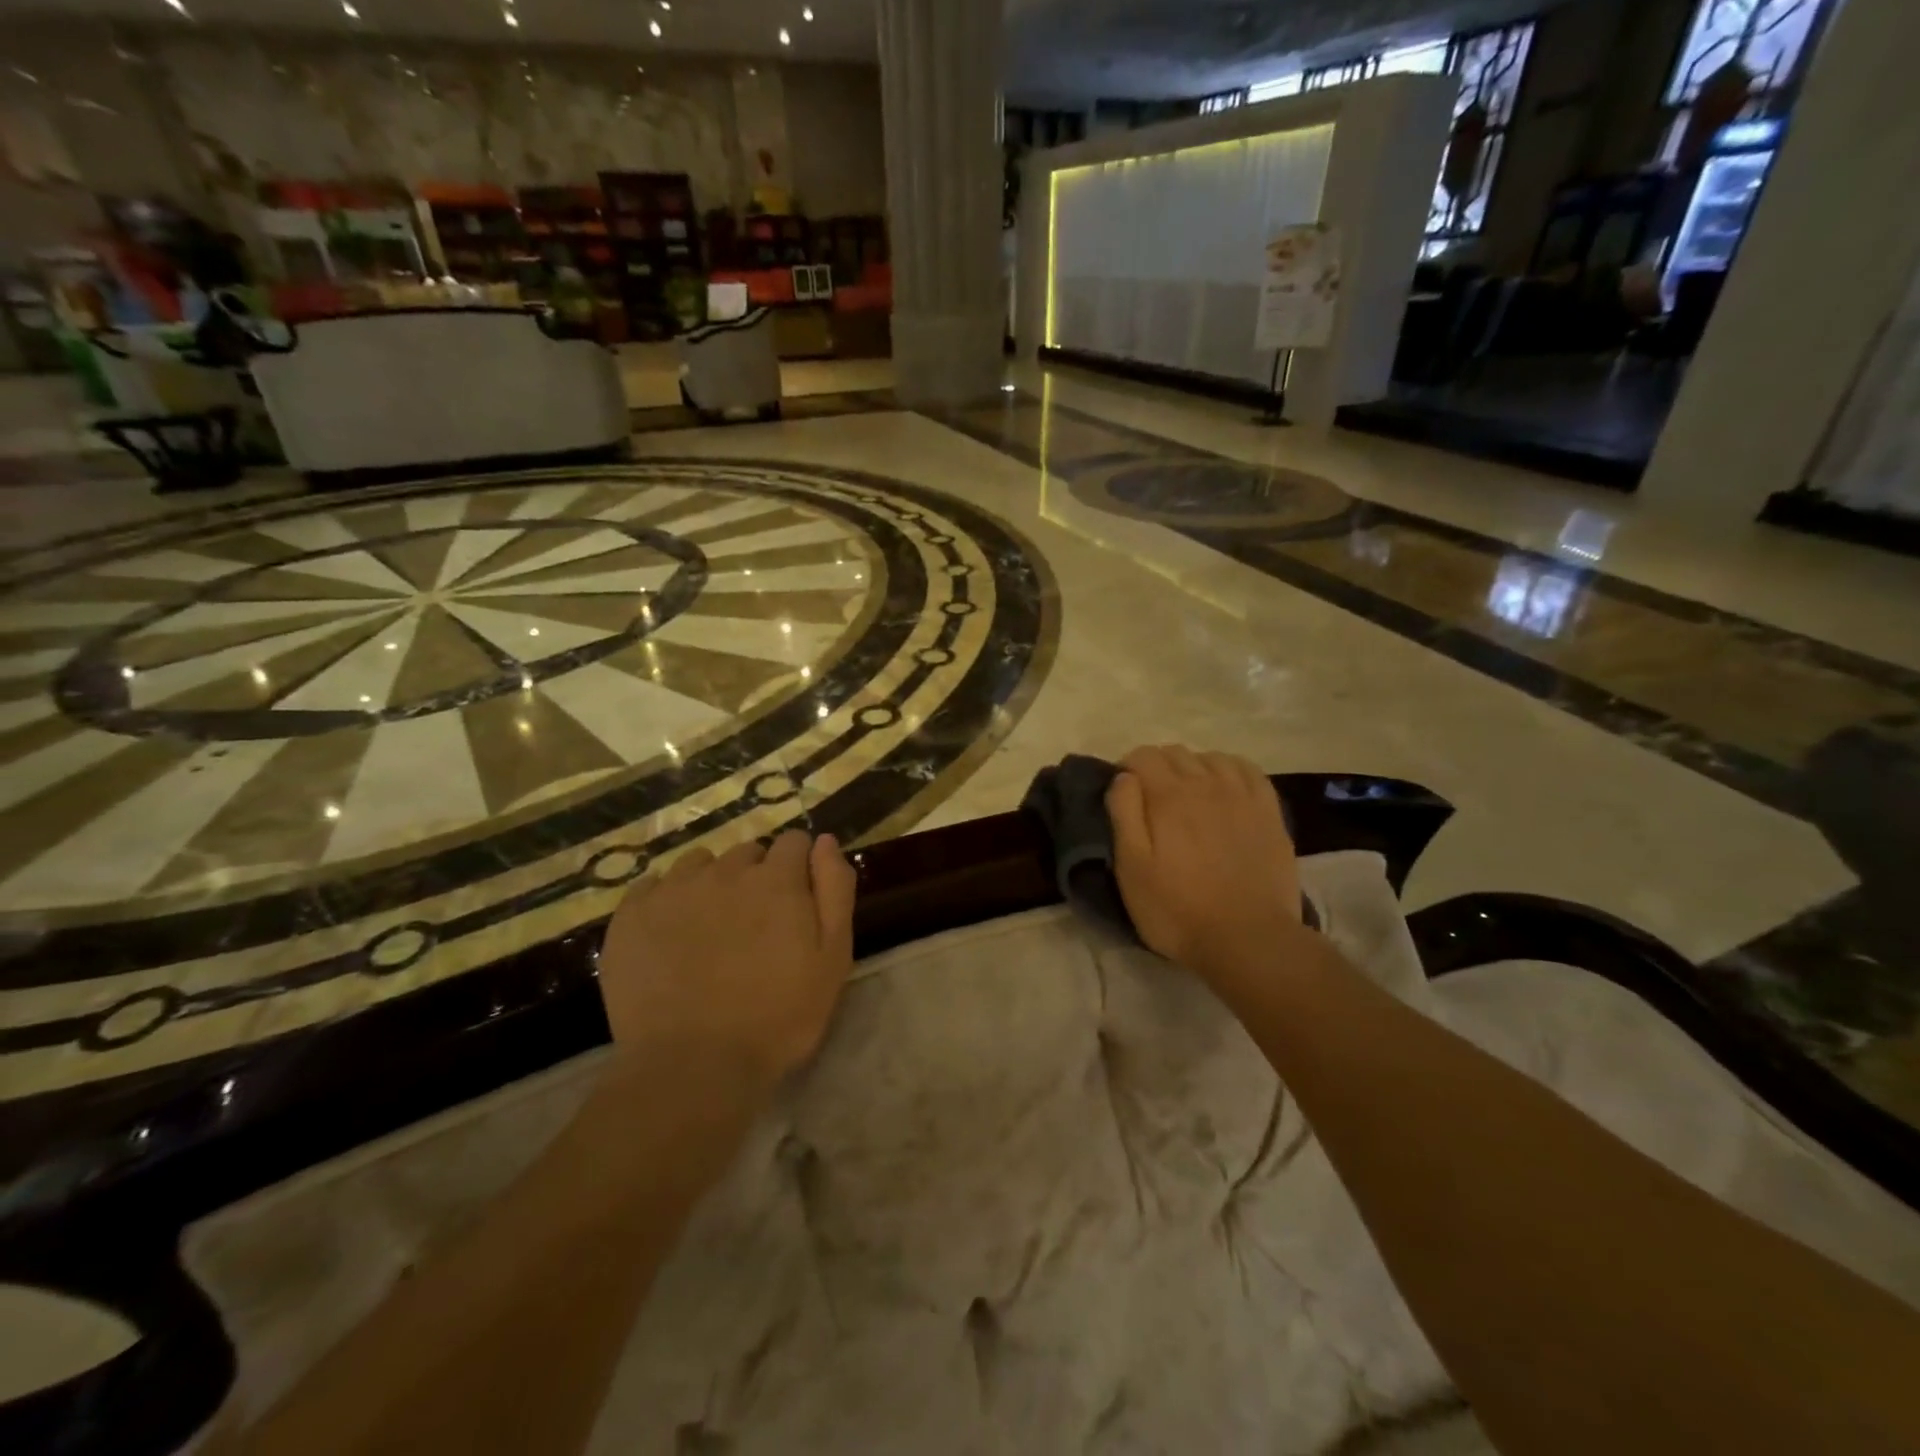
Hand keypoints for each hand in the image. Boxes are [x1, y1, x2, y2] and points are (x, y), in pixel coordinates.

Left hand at [598, 831, 856, 1084]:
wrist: (691, 1066)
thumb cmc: (777, 1016)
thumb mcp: (832, 958)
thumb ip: (834, 889)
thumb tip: (824, 840)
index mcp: (776, 879)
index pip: (794, 841)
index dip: (800, 867)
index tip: (797, 900)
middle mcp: (724, 870)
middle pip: (748, 853)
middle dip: (757, 877)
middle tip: (756, 926)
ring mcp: (673, 890)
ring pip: (700, 865)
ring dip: (713, 884)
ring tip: (711, 930)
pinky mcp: (631, 915)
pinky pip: (654, 886)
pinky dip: (667, 901)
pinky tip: (671, 936)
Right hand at [1106, 745, 1303, 987]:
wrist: (1248, 939)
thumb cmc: (1178, 909)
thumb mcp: (1131, 868)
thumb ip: (1123, 814)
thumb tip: (1123, 778)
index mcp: (1168, 795)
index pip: (1142, 756)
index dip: (1126, 769)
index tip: (1122, 795)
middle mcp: (1206, 783)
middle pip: (1175, 753)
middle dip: (1156, 768)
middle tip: (1150, 802)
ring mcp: (1242, 795)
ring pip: (1210, 758)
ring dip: (1192, 768)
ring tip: (1187, 797)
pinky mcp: (1269, 811)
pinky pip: (1247, 770)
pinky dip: (1228, 770)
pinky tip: (1224, 789)